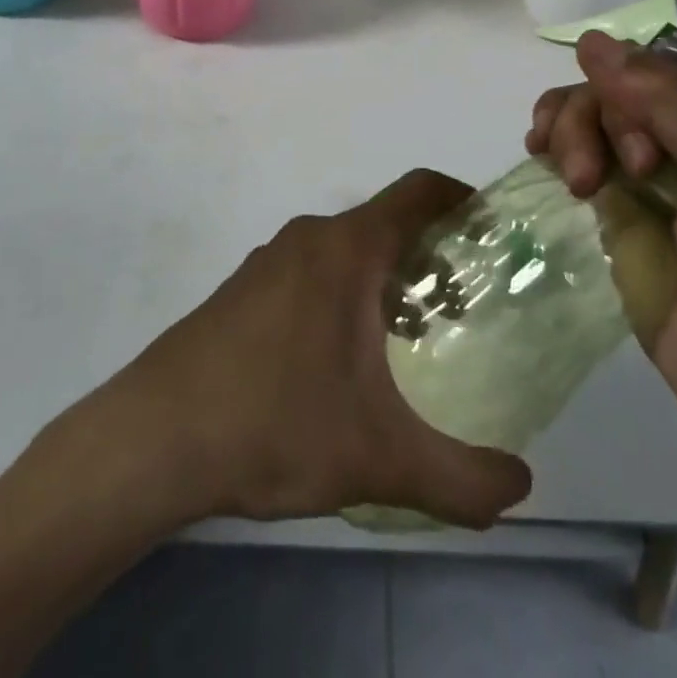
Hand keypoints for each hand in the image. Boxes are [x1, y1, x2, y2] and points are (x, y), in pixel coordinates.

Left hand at [94, 171, 533, 528]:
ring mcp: (270, 259)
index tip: (494, 234)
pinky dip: (345, 293)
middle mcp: (310, 237)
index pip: (419, 191)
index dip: (464, 199)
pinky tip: (343, 360)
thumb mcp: (380, 459)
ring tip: (410, 340)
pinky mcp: (244, 288)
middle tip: (463, 308)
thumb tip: (521, 486)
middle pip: (386, 222)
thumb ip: (462, 479)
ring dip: (386, 278)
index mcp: (348, 249)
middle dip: (431, 255)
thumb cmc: (274, 424)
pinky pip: (312, 270)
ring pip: (347, 249)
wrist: (155, 436)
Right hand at [526, 31, 676, 447]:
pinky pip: (574, 159)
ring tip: (573, 178)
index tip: (635, 139)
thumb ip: (668, 103)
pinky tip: (540, 156)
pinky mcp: (615, 214)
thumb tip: (592, 41)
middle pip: (613, 91)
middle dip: (595, 120)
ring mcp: (645, 178)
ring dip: (567, 131)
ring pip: (586, 118)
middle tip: (606, 177)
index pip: (657, 66)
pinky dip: (553, 148)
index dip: (630, 85)